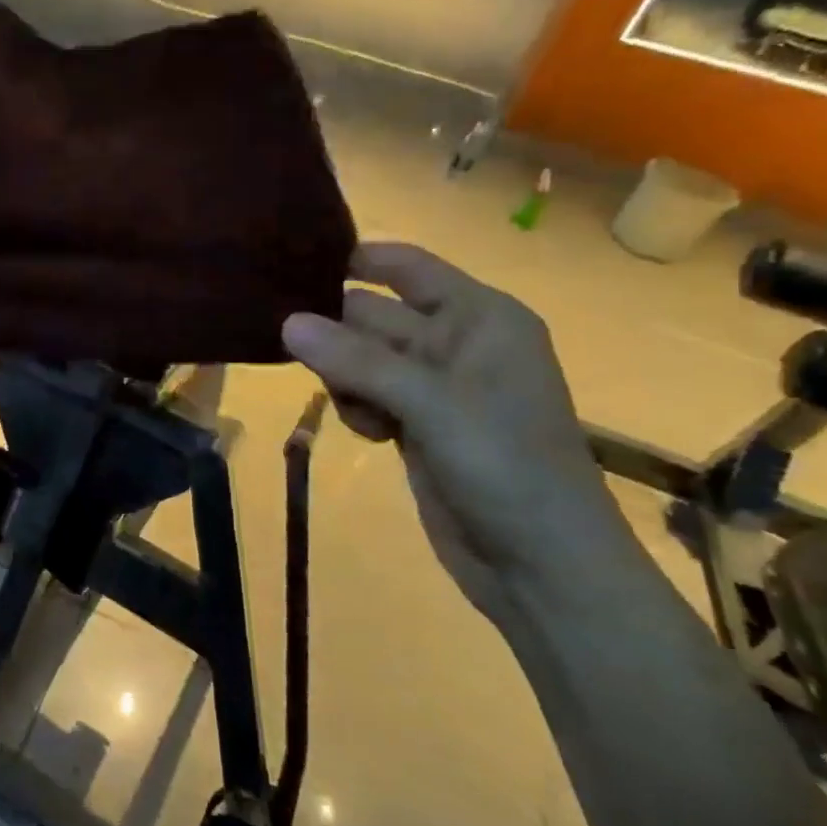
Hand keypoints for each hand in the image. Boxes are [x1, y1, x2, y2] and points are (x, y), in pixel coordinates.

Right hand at [282, 243, 632, 623]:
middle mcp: (456, 344)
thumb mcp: (432, 403)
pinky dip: (357, 408)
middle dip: (336, 328)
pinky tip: (369, 433)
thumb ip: (357, 359)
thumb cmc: (505, 465)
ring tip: (353, 405)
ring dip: (344, 376)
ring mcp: (435, 389)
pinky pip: (367, 397)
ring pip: (364, 359)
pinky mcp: (417, 427)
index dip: (358, 259)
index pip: (409, 268)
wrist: (542, 566)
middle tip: (283, 337)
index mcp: (479, 318)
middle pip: (375, 315)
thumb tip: (287, 322)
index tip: (294, 264)